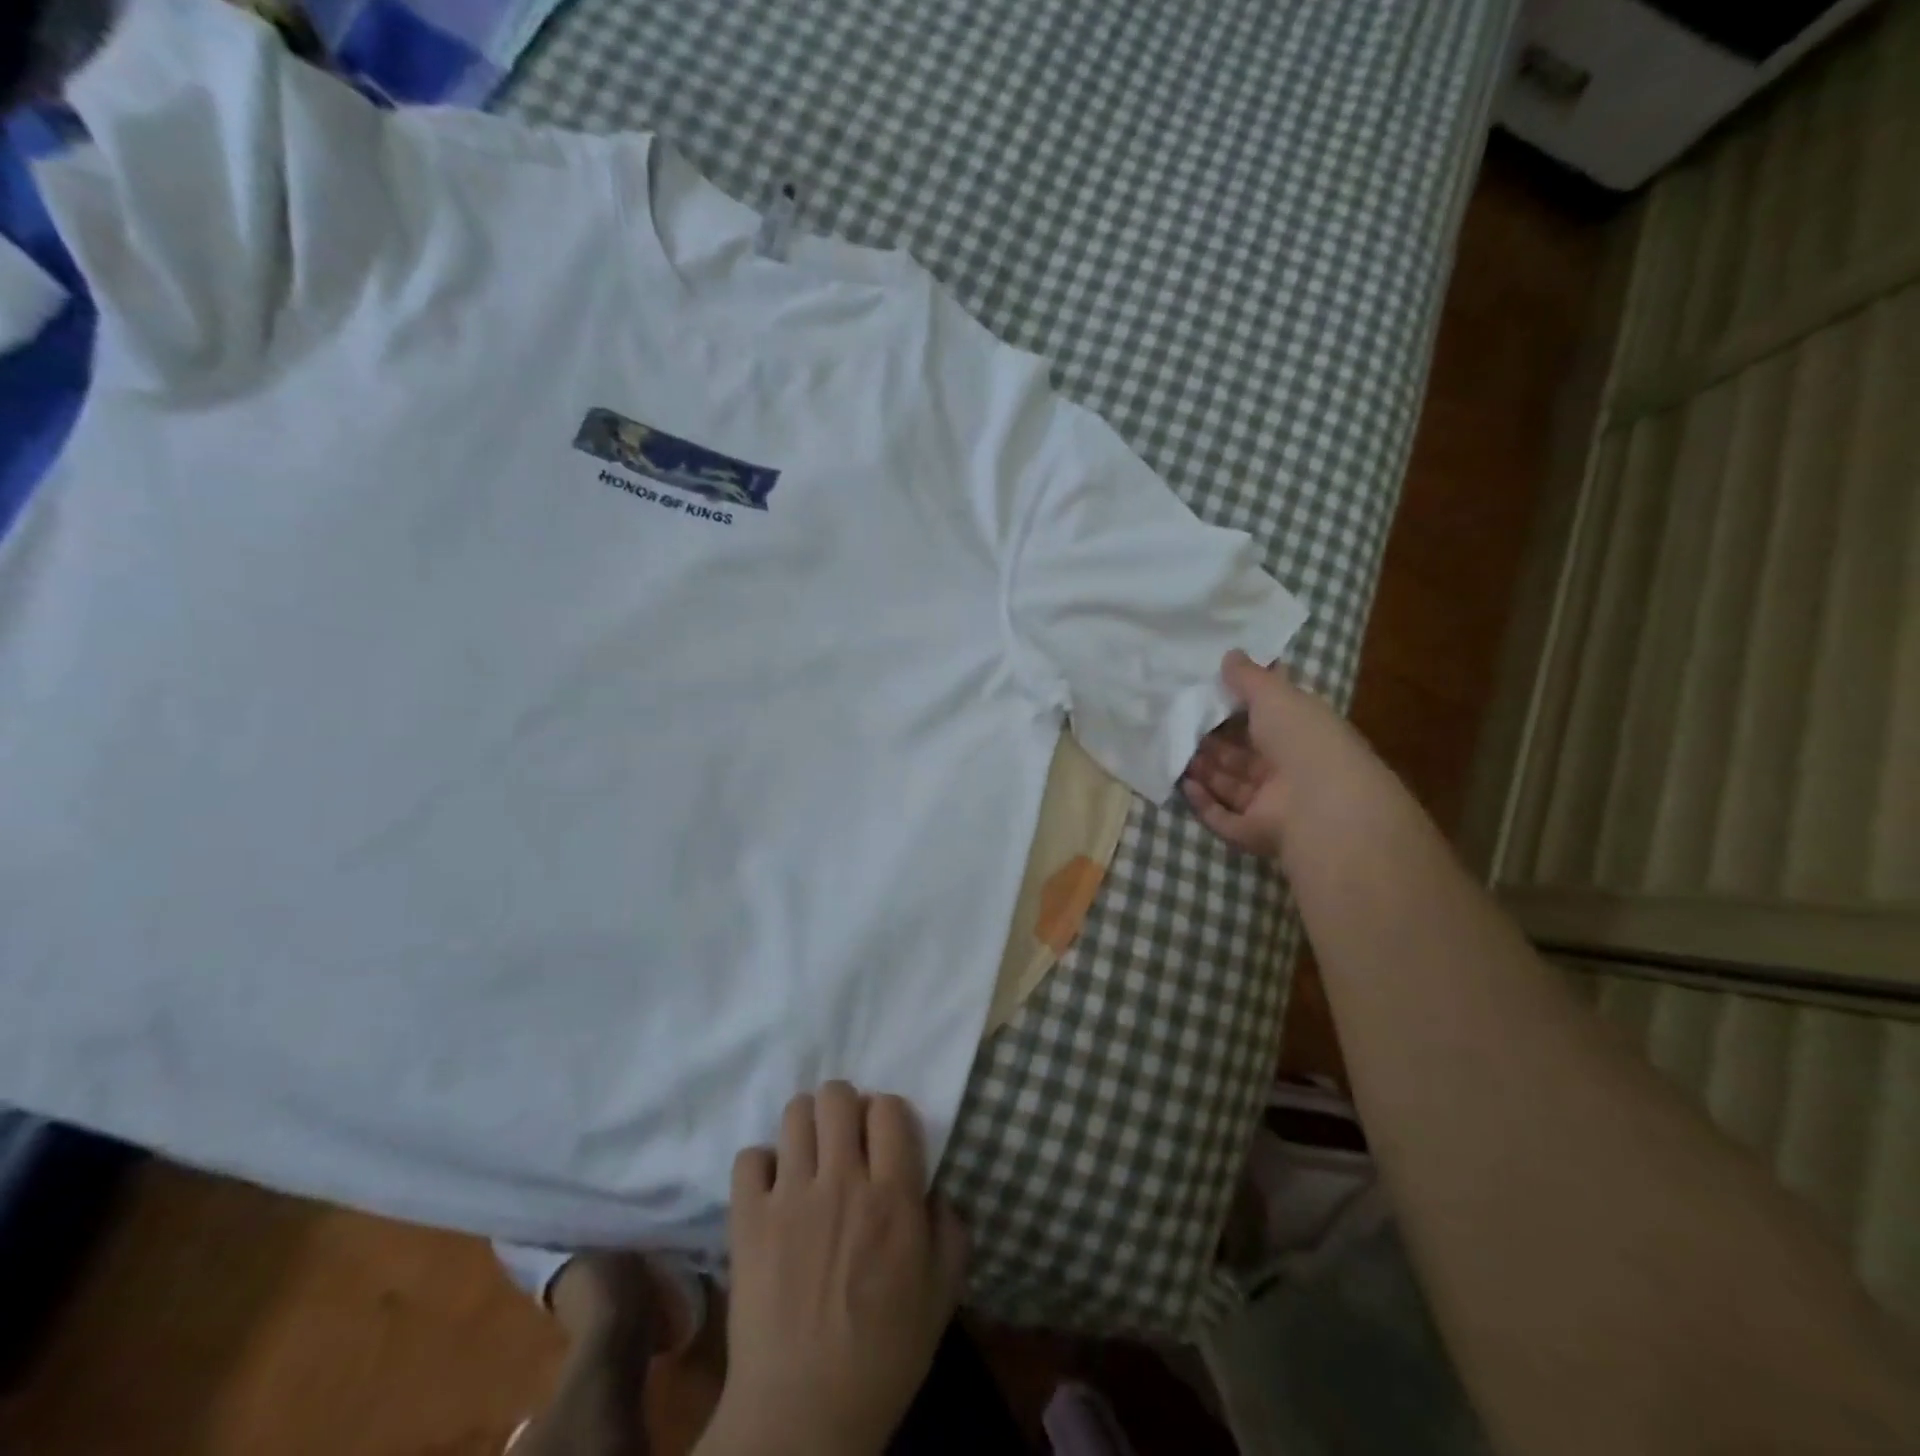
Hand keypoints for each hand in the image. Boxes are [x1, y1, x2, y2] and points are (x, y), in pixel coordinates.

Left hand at [701, 1082, 969, 1455]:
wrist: (802, 1418)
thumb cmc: (882, 1358)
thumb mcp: (941, 1297)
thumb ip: (950, 1229)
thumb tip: (935, 1187)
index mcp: (893, 1197)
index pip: (889, 1108)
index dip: (888, 1116)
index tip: (885, 1140)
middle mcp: (842, 1181)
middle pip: (837, 1096)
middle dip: (845, 1107)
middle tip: (845, 1140)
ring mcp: (790, 1196)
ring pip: (794, 1113)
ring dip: (806, 1126)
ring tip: (809, 1156)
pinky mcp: (747, 1219)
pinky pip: (749, 1157)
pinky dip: (762, 1165)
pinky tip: (772, 1190)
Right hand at [1181, 649, 1373, 859]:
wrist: (1320, 804)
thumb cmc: (1302, 739)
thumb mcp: (1275, 695)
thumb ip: (1249, 677)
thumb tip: (1230, 654)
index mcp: (1302, 735)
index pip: (1267, 720)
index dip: (1239, 710)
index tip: (1207, 696)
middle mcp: (1288, 770)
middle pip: (1244, 755)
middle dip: (1213, 741)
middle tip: (1180, 723)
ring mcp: (1272, 804)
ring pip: (1230, 785)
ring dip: (1204, 769)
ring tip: (1174, 749)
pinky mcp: (1253, 832)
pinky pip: (1223, 817)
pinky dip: (1202, 802)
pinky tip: (1184, 784)